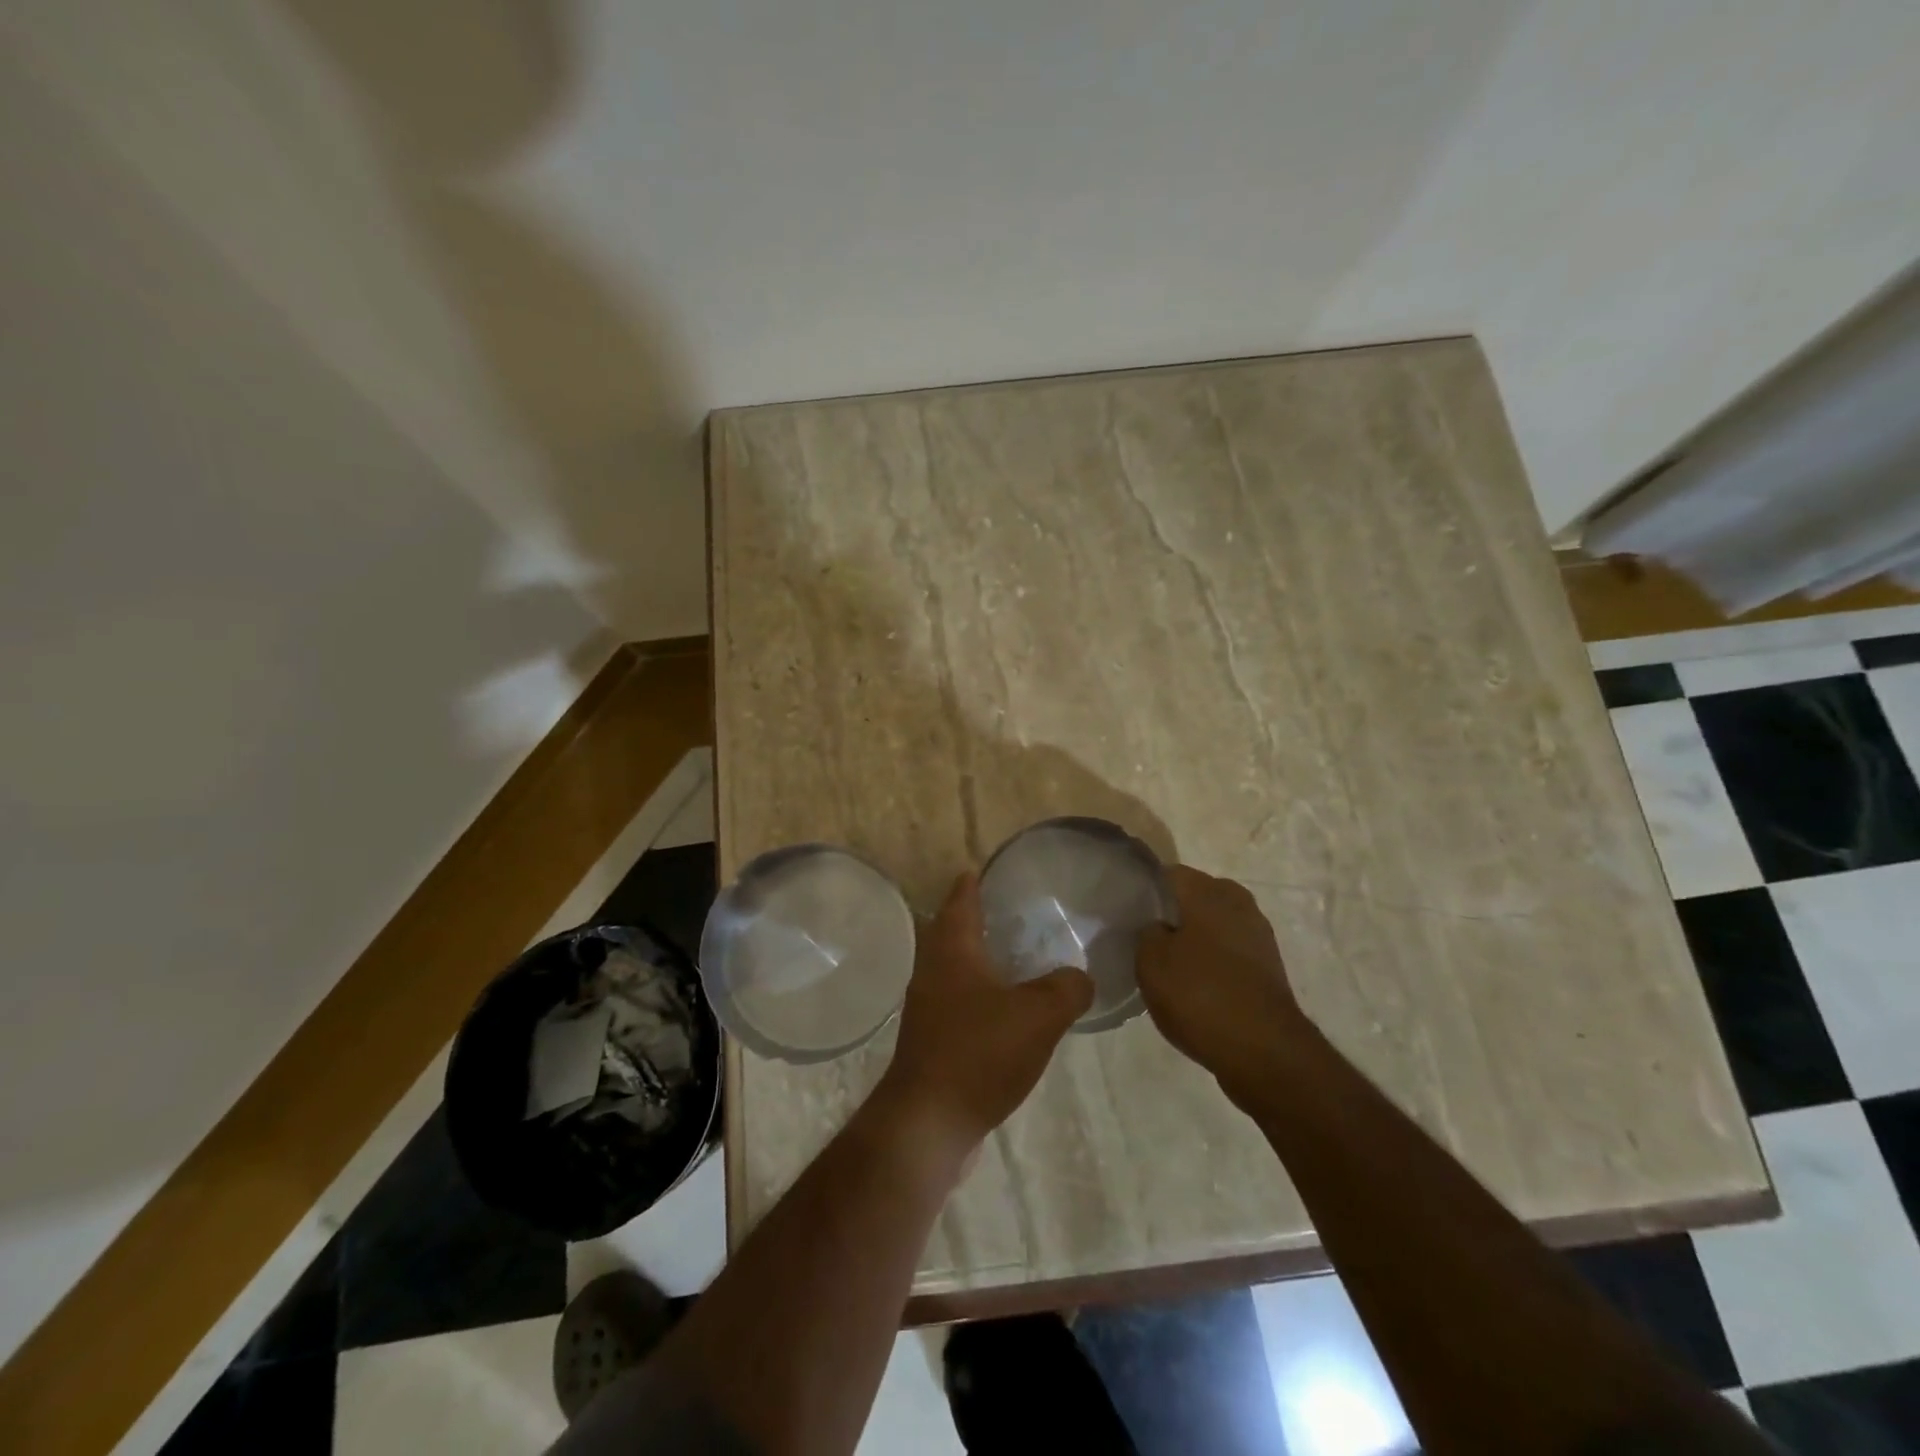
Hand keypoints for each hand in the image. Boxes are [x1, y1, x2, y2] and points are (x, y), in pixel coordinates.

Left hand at [878, 873, 1093, 1152]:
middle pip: (952, 932)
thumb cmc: (978, 1053)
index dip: (972, 883)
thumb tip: (1080, 976)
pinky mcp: (932, 1042)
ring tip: (1014, 959)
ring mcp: (928, 1009)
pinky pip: (958, 1003)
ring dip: (979, 960)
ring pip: (954, 970)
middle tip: (1009, 911)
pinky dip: (980, 996)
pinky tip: (1006, 1012)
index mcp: (952, 952)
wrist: (928, 1123)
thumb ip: (1067, 988)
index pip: (960, 901)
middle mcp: (933, 972)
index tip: (982, 868)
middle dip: (975, 919)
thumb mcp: (1038, 1015)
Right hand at [1137, 866, 1309, 1107]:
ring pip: (1214, 924)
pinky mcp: (1268, 966)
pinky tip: (1195, 985)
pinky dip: (1213, 961)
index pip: (1168, 874)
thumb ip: (1146, 933)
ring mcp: (1258, 935)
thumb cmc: (1201, 996)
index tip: (1127, 910)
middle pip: (1194, 897)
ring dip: (1194, 938)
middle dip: (1171, 913)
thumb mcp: (1151, 963)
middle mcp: (1238, 903)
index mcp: (1208, 892)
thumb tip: (1156, 928)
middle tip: (1145, 938)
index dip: (1145, 889)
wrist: (1265, 1052)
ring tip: (1168, 965)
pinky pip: (1230, 951)